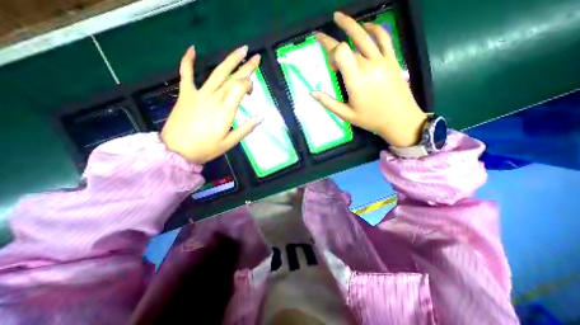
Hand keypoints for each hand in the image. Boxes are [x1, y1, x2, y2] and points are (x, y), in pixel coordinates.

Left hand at [161, 44, 264, 164]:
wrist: (177, 150)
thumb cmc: (206, 148)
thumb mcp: (230, 143)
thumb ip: (246, 129)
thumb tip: (261, 117)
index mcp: (225, 110)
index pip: (240, 88)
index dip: (249, 84)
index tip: (252, 91)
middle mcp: (214, 97)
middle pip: (232, 78)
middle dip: (246, 67)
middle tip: (256, 57)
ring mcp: (199, 93)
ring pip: (217, 73)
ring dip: (230, 60)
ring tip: (241, 49)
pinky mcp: (186, 94)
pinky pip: (186, 74)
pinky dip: (188, 60)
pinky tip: (192, 49)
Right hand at [310, 11, 426, 146]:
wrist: (400, 119)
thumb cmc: (370, 119)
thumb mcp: (346, 114)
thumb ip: (328, 102)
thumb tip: (312, 92)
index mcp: (356, 79)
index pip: (340, 52)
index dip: (329, 52)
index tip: (328, 65)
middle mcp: (368, 65)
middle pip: (348, 44)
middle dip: (332, 43)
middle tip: (321, 36)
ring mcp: (382, 60)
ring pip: (365, 35)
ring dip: (350, 24)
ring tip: (338, 17)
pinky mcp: (392, 60)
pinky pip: (384, 38)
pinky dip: (374, 28)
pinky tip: (366, 26)